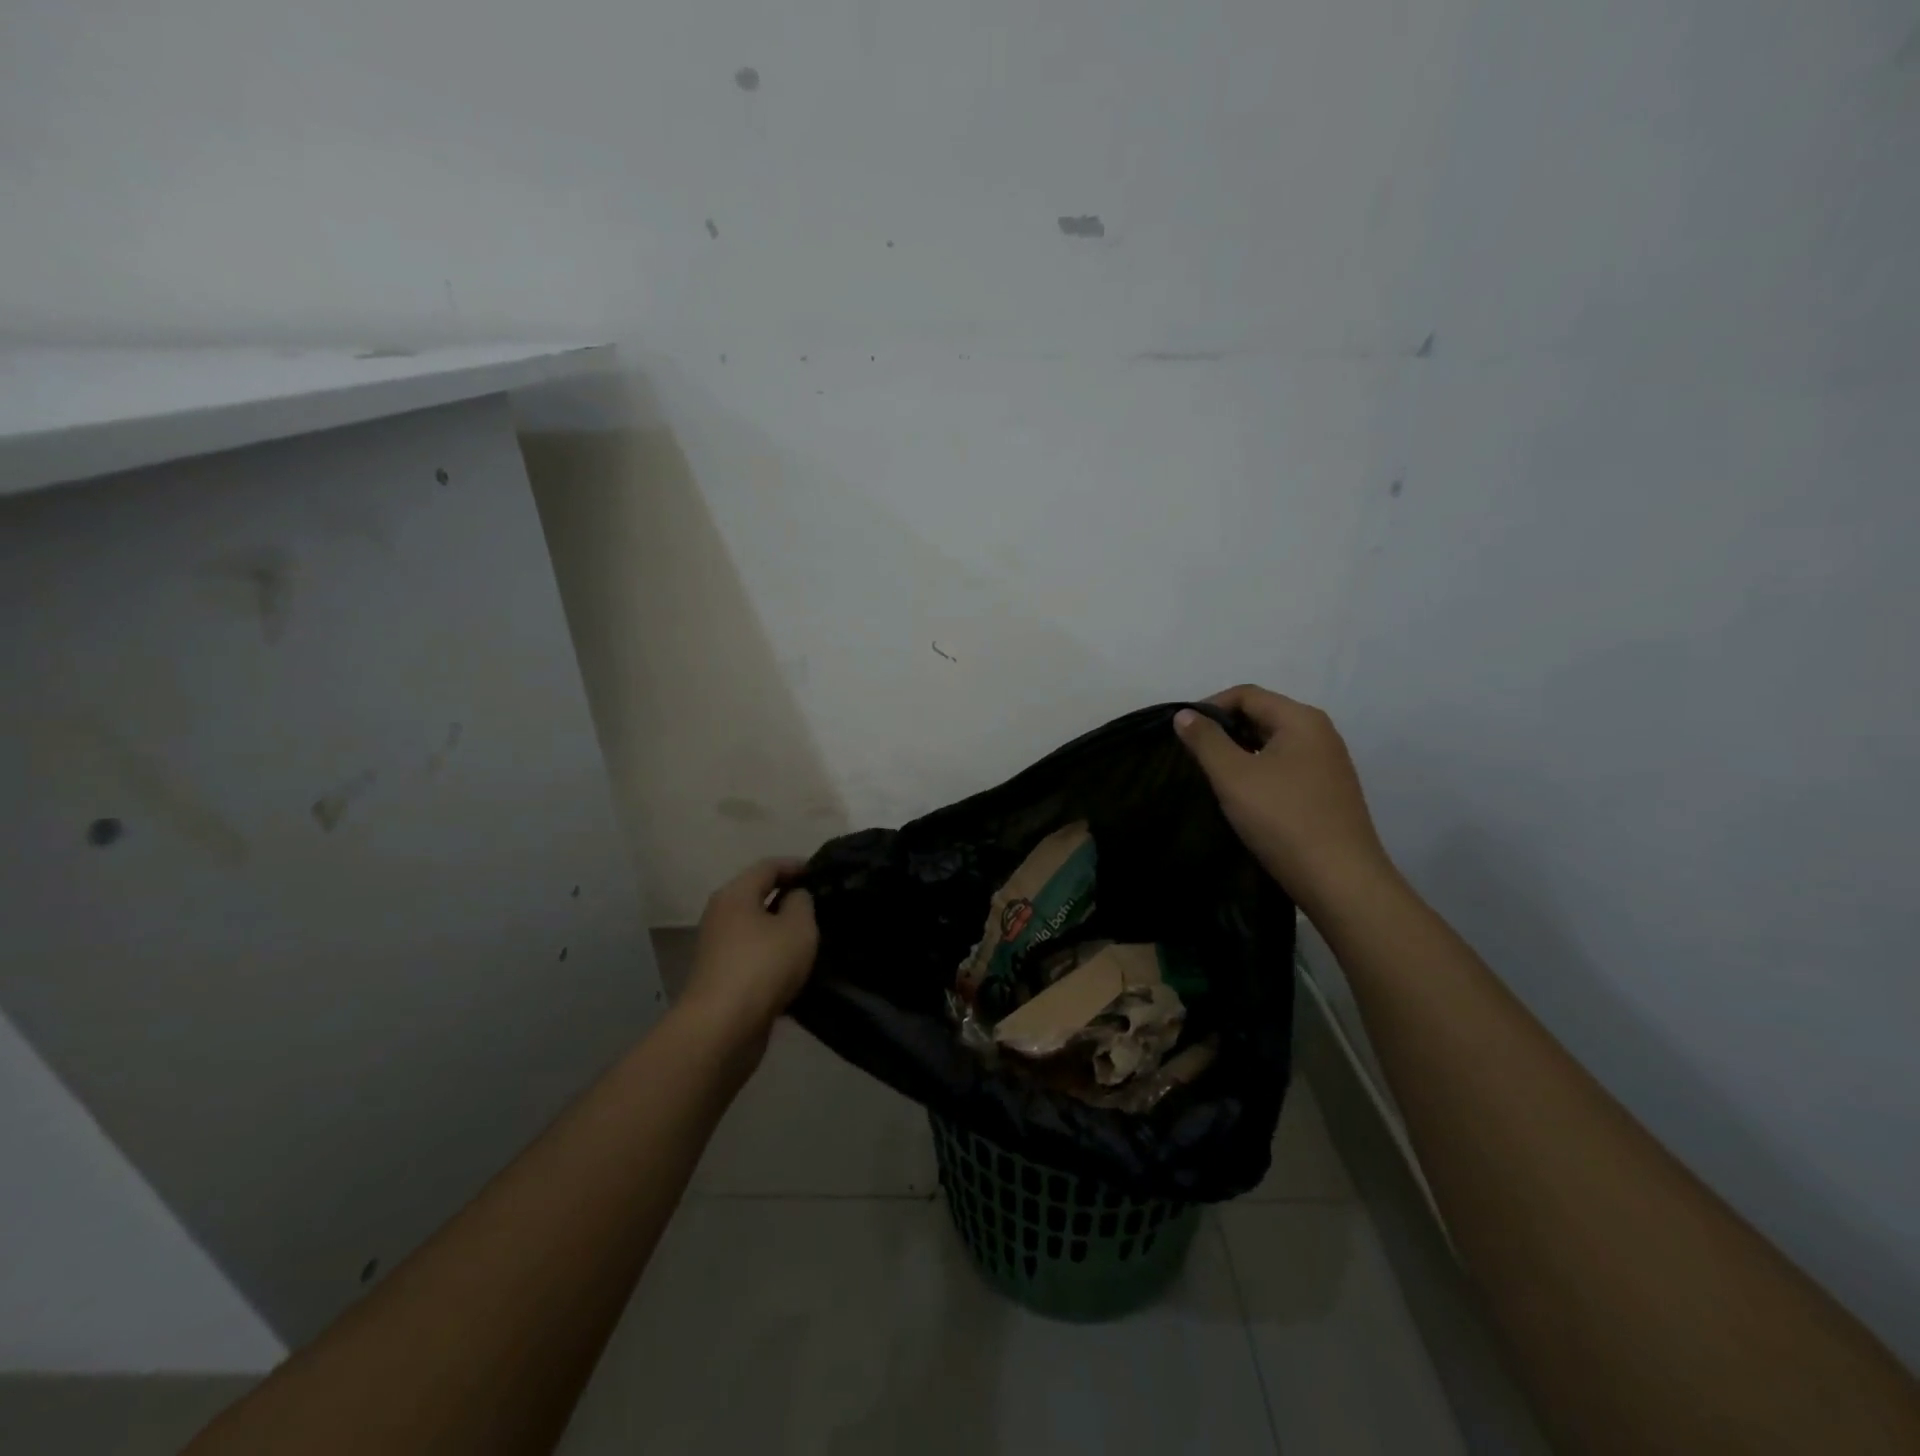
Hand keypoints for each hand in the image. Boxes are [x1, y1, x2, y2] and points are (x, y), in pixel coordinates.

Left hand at [679, 858, 817, 1039]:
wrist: (722, 1029)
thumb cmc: (763, 966)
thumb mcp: (797, 926)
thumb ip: (802, 903)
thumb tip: (795, 897)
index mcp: (735, 895)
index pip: (768, 866)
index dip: (796, 866)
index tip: (823, 873)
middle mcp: (721, 916)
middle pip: (758, 896)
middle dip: (789, 898)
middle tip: (822, 905)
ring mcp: (718, 949)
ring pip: (756, 929)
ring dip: (782, 930)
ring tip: (814, 937)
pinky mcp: (722, 978)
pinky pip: (753, 956)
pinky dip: (774, 957)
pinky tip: (796, 969)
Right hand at [1175, 685, 1394, 912]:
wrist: (1340, 881)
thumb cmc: (1283, 819)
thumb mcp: (1234, 776)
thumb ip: (1205, 740)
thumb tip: (1184, 714)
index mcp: (1301, 720)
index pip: (1246, 694)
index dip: (1209, 707)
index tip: (1182, 734)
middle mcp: (1320, 734)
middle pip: (1262, 715)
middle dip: (1224, 730)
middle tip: (1193, 756)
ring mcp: (1328, 764)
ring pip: (1272, 743)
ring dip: (1240, 753)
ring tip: (1213, 777)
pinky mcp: (1328, 792)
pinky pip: (1285, 767)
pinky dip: (1258, 772)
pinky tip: (1243, 798)